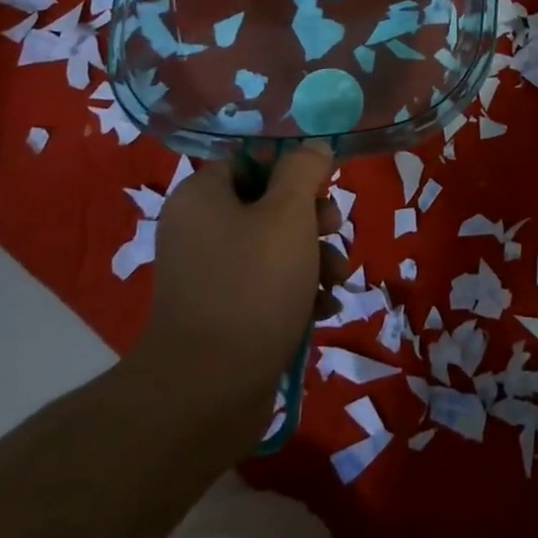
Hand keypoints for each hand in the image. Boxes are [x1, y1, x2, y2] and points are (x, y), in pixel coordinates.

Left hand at [134, 144, 346, 450]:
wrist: (211, 390)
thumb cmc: (252, 285)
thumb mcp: (288, 214)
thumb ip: (304, 171)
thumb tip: (313, 147)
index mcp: (202, 198)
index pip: (251, 161)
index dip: (292, 169)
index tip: (324, 186)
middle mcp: (200, 231)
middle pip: (268, 205)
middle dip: (312, 219)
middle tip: (335, 231)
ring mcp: (211, 276)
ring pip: (276, 248)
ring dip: (316, 259)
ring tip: (337, 281)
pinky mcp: (225, 314)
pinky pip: (268, 287)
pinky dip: (299, 293)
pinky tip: (323, 310)